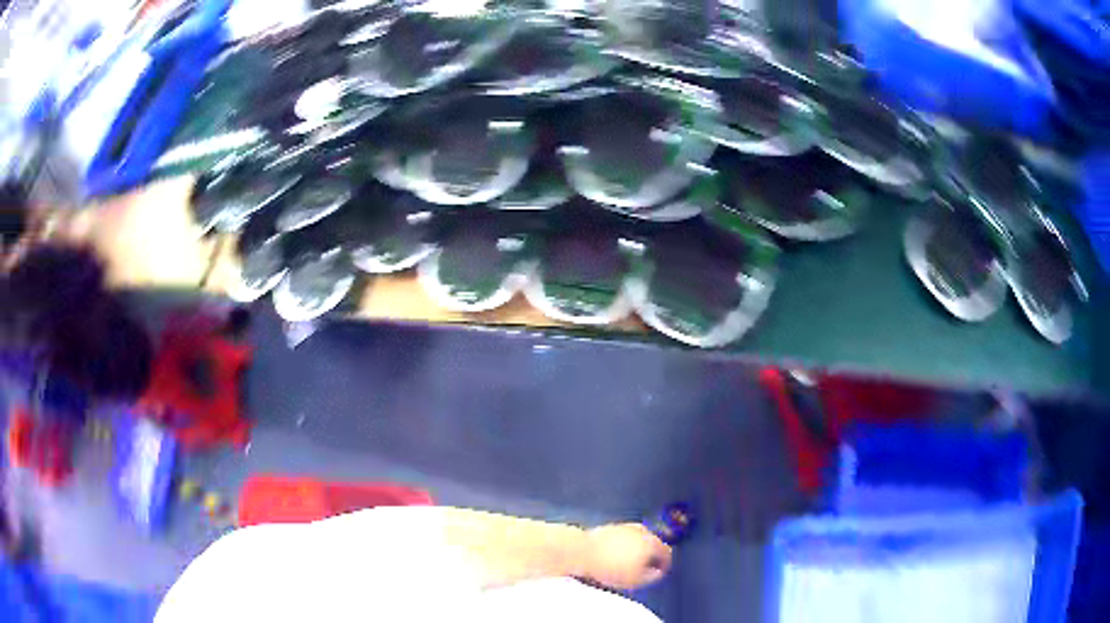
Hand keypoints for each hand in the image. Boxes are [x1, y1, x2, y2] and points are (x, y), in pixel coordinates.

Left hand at [583, 523, 672, 589]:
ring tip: (627, 565)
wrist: (581, 551)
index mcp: (651, 542)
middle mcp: (641, 531)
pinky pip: (624, 538)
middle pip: (653, 544)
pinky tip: (615, 558)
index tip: (660, 572)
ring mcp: (626, 527)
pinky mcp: (612, 527)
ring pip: (638, 540)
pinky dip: (624, 547)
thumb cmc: (609, 566)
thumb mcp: (635, 579)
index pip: (666, 552)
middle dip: (651, 556)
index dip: (665, 564)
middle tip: (645, 569)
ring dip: (637, 551)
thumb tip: (657, 573)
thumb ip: (652, 577)